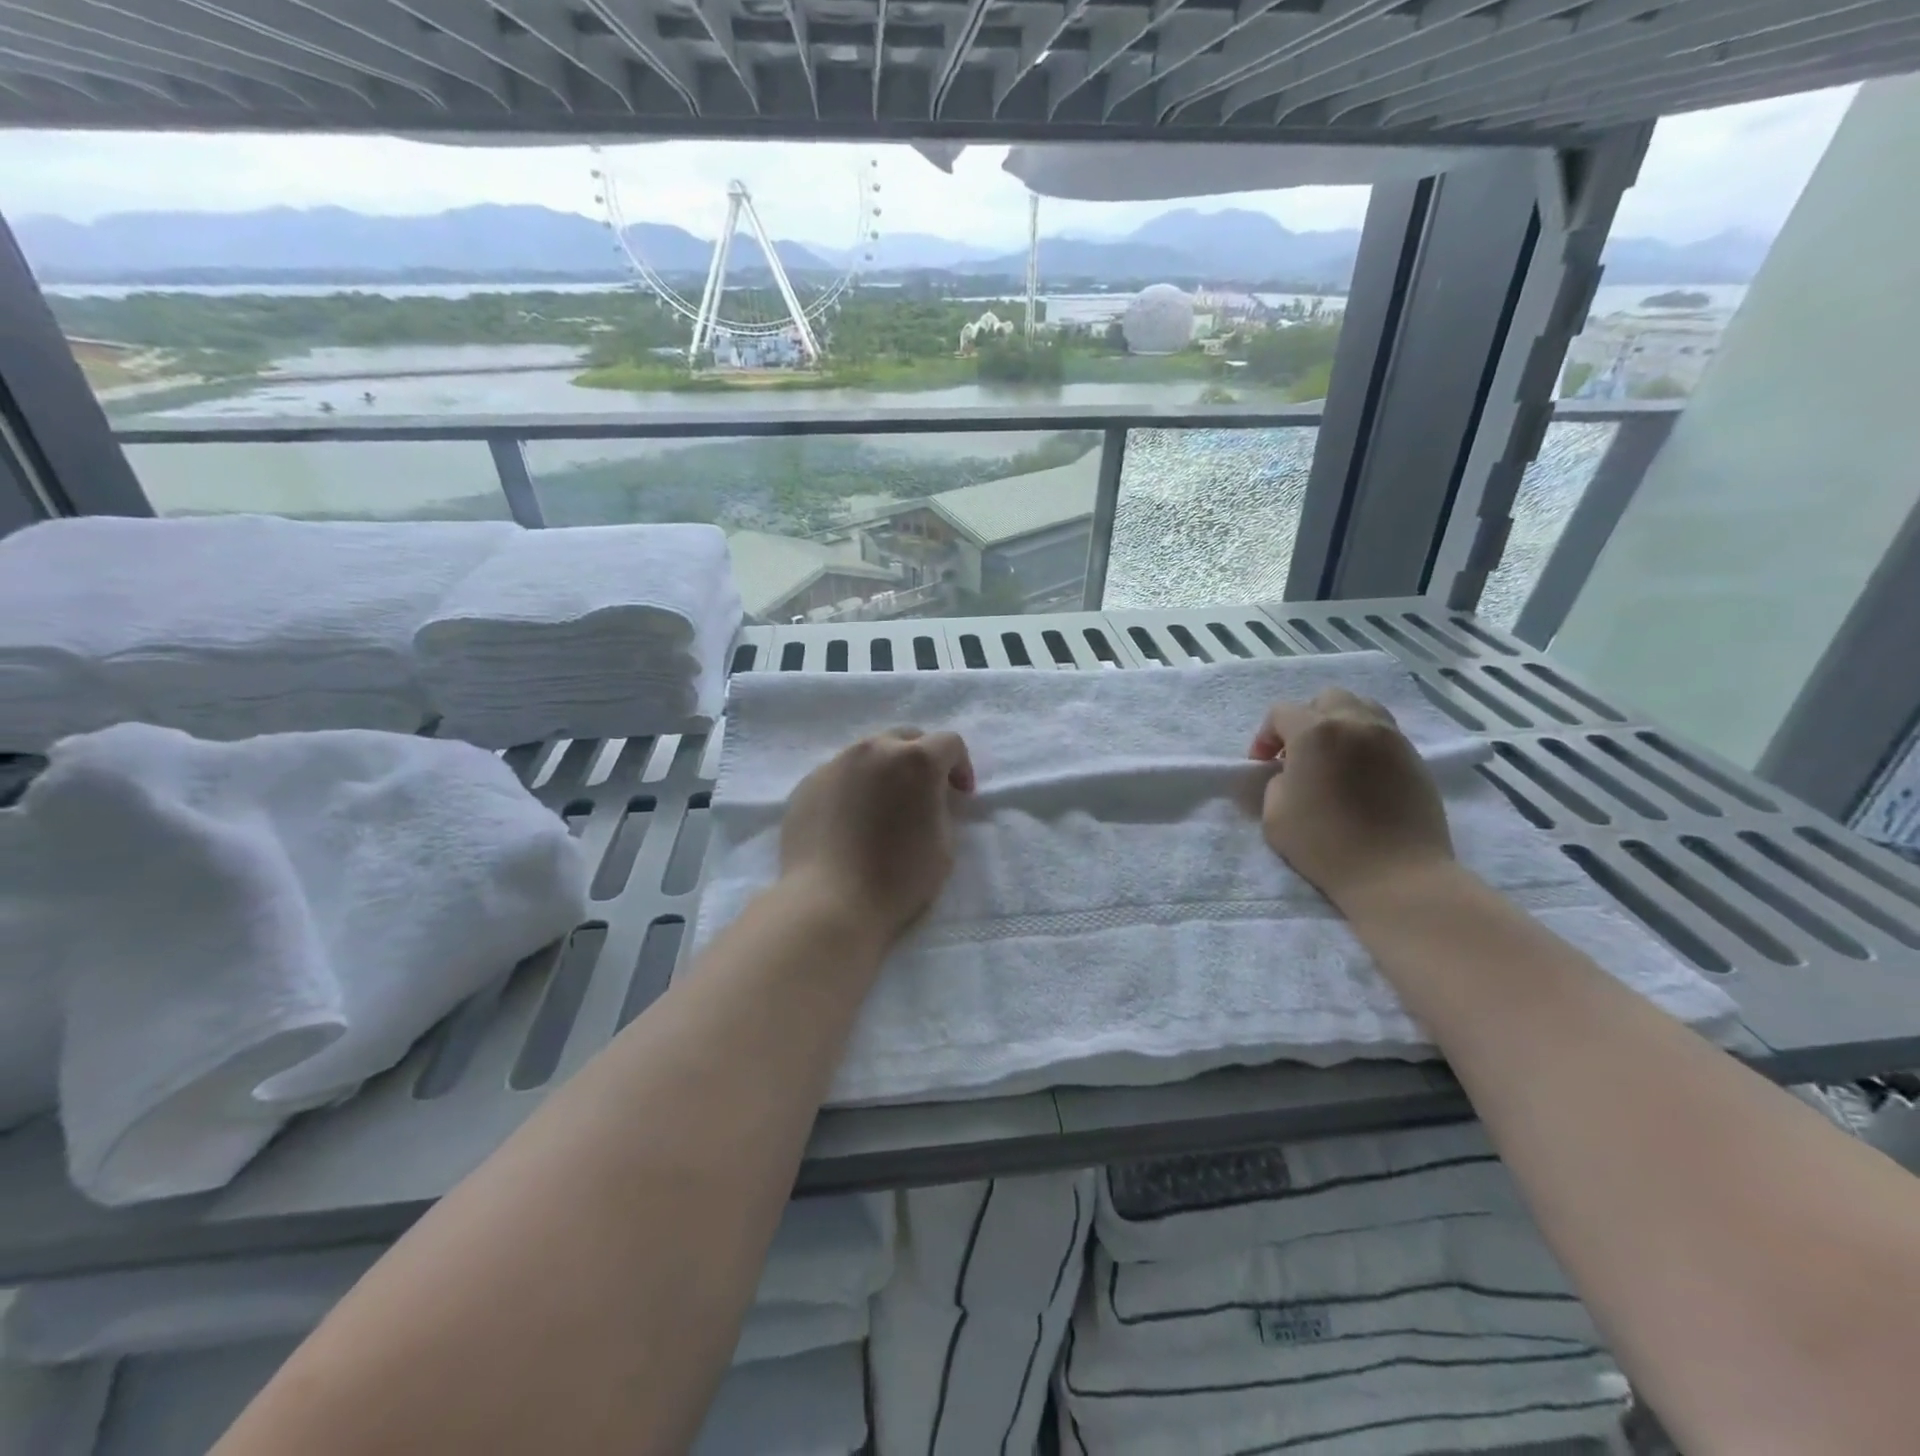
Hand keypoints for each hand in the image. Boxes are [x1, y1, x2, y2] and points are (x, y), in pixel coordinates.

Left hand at [779, 727, 974, 944]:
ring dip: (885, 770)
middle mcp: (874, 750)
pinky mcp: (808, 783)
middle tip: (924, 795)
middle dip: (922, 759)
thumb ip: (942, 808)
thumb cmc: (897, 878)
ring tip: (884, 807)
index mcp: (916, 760)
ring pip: (869, 753)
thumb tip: (930, 798)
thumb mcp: (944, 845)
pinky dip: (854, 787)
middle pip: (906, 738)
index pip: (949, 742)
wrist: (827, 903)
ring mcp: (836, 763)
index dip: (961, 766)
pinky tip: (851, 822)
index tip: (960, 796)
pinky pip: (841, 774)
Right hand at [1250, 689, 1452, 909]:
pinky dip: (1365, 741)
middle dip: (1306, 720)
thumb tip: (1286, 773)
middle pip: (1326, 699)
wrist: (1396, 874)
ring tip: (1332, 758)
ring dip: (1339, 724)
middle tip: (1298, 755)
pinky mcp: (1415, 758)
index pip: (1281, 713)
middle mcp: (1356, 723)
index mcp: (1316, 732)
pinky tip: (1359, 774)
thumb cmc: (1325, 844)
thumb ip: (1274, 781)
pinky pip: (1384, 732)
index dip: (1265, 736)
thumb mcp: (1274, 814)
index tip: (1263, 766)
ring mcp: (1392, 738)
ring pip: (1361, 708)